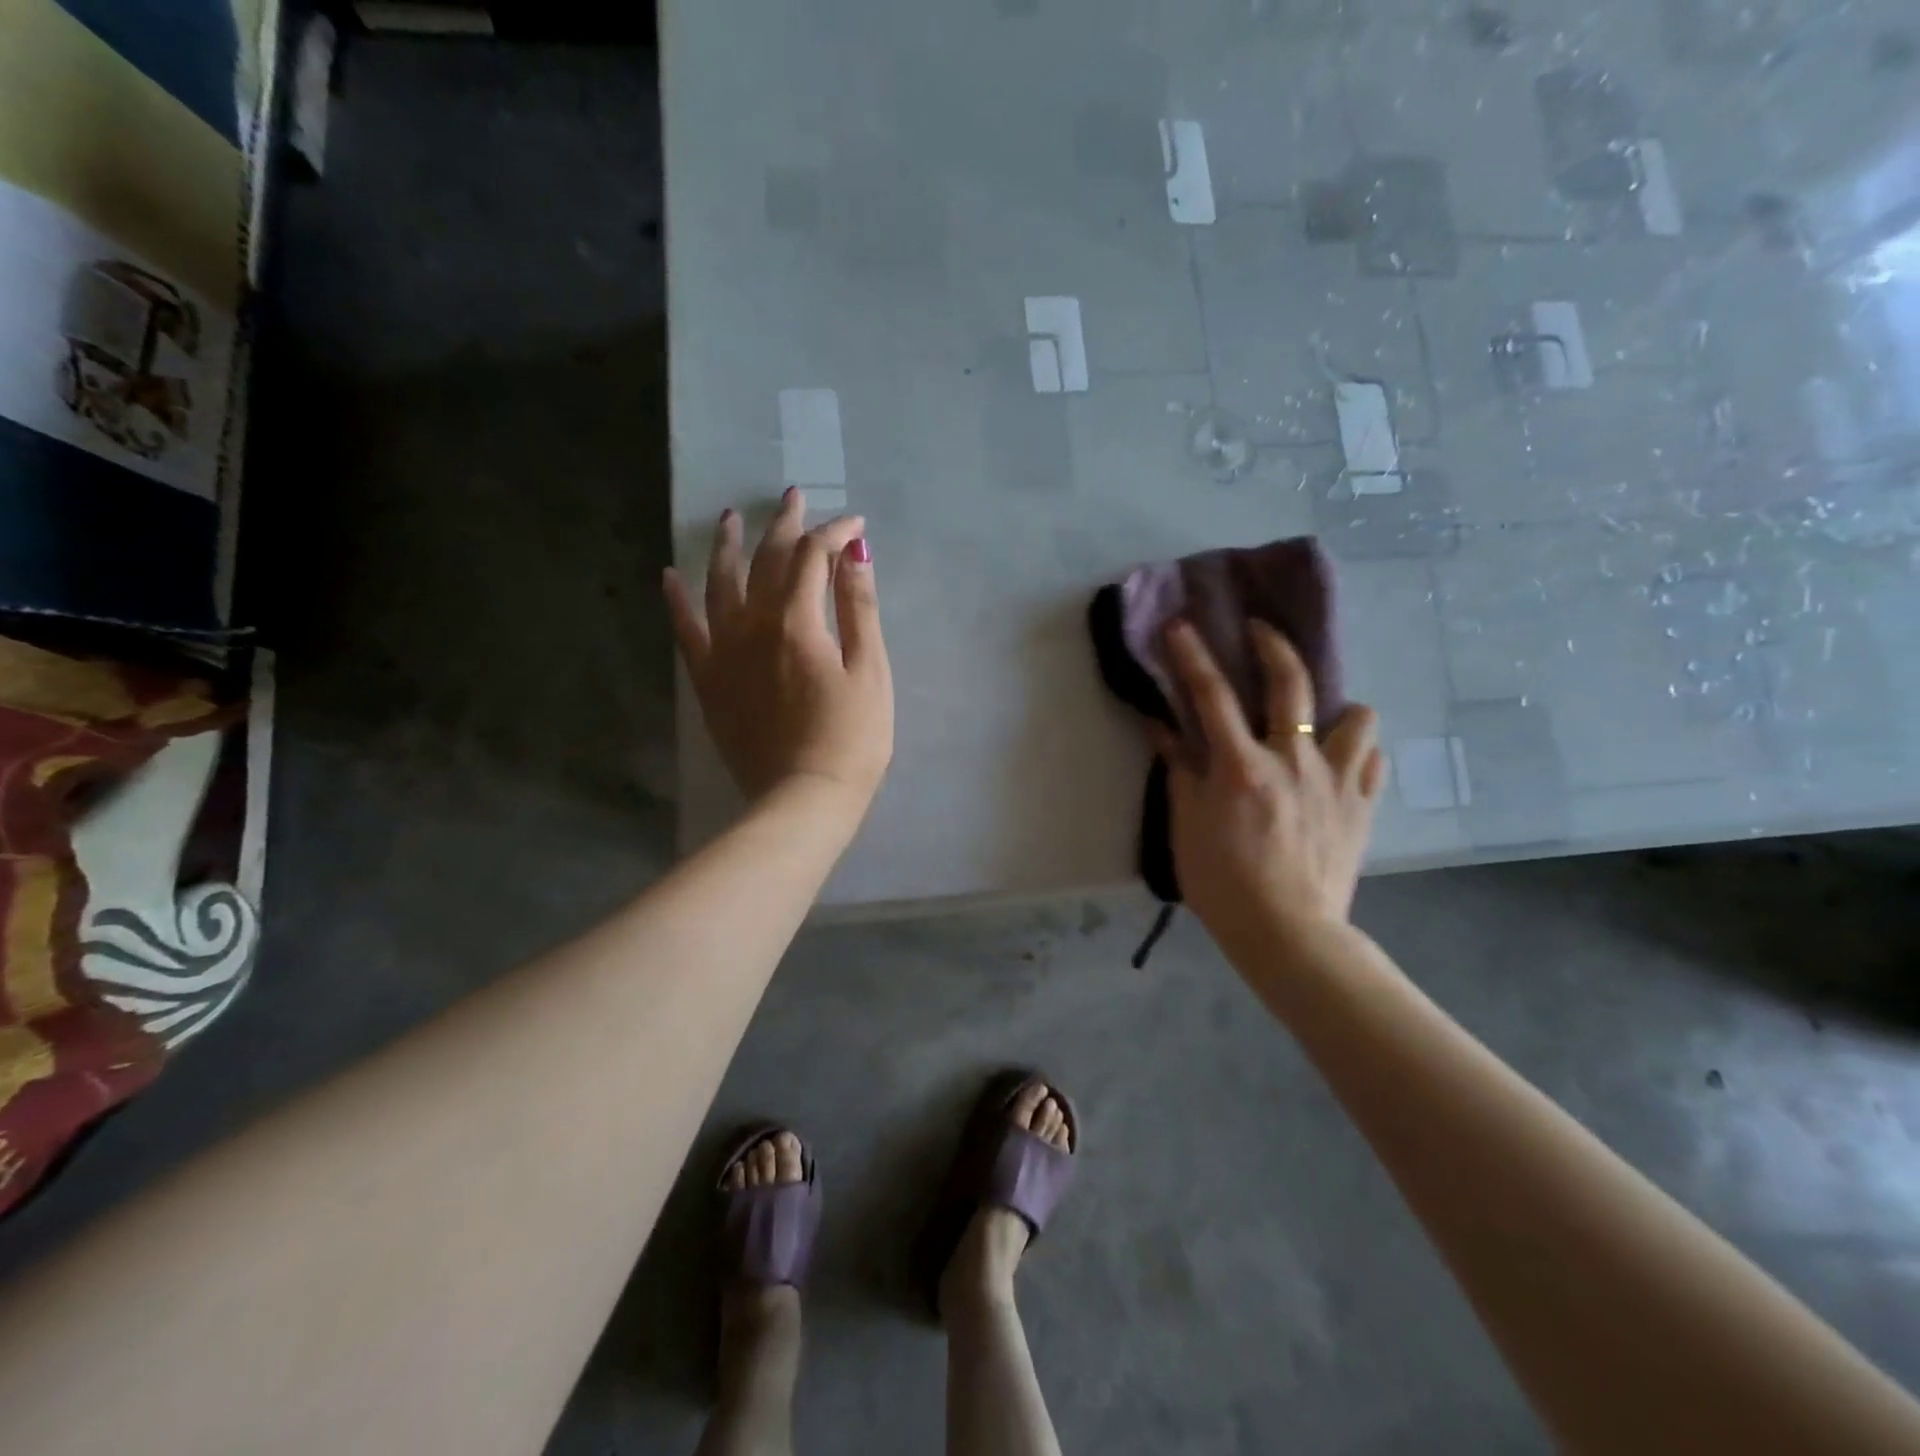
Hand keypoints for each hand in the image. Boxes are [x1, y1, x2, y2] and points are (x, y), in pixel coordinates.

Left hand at [663, 489, 893, 816]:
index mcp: (796, 621)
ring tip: (731, 518)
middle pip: (765, 561)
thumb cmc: (851, 739)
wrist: (802, 800)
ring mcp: (724, 653)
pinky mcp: (709, 682)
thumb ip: (859, 609)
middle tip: (794, 498)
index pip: (813, 557)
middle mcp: (752, 625)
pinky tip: (670, 576)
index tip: (856, 525)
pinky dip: (677, 600)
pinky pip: (685, 631)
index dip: (835, 534)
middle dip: (784, 525)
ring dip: (727, 546)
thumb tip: (854, 553)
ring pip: (719, 584)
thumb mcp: (870, 672)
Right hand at [1149, 620, 1384, 943]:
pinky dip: (1357, 752)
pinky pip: (1373, 760)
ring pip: (1358, 715)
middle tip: (1260, 629)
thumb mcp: (1187, 826)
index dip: (1192, 655)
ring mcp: (1337, 780)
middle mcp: (1294, 759)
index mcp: (1242, 766)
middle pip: (1291, 682)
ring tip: (1320, 721)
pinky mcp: (1364, 805)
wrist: (1288, 933)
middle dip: (1273, 644)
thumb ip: (1180, 770)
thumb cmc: (1223, 883)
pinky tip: (1340, 764)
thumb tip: (1162, 726)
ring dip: (1338, 708)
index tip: (1180, 625)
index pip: (1211, 695)